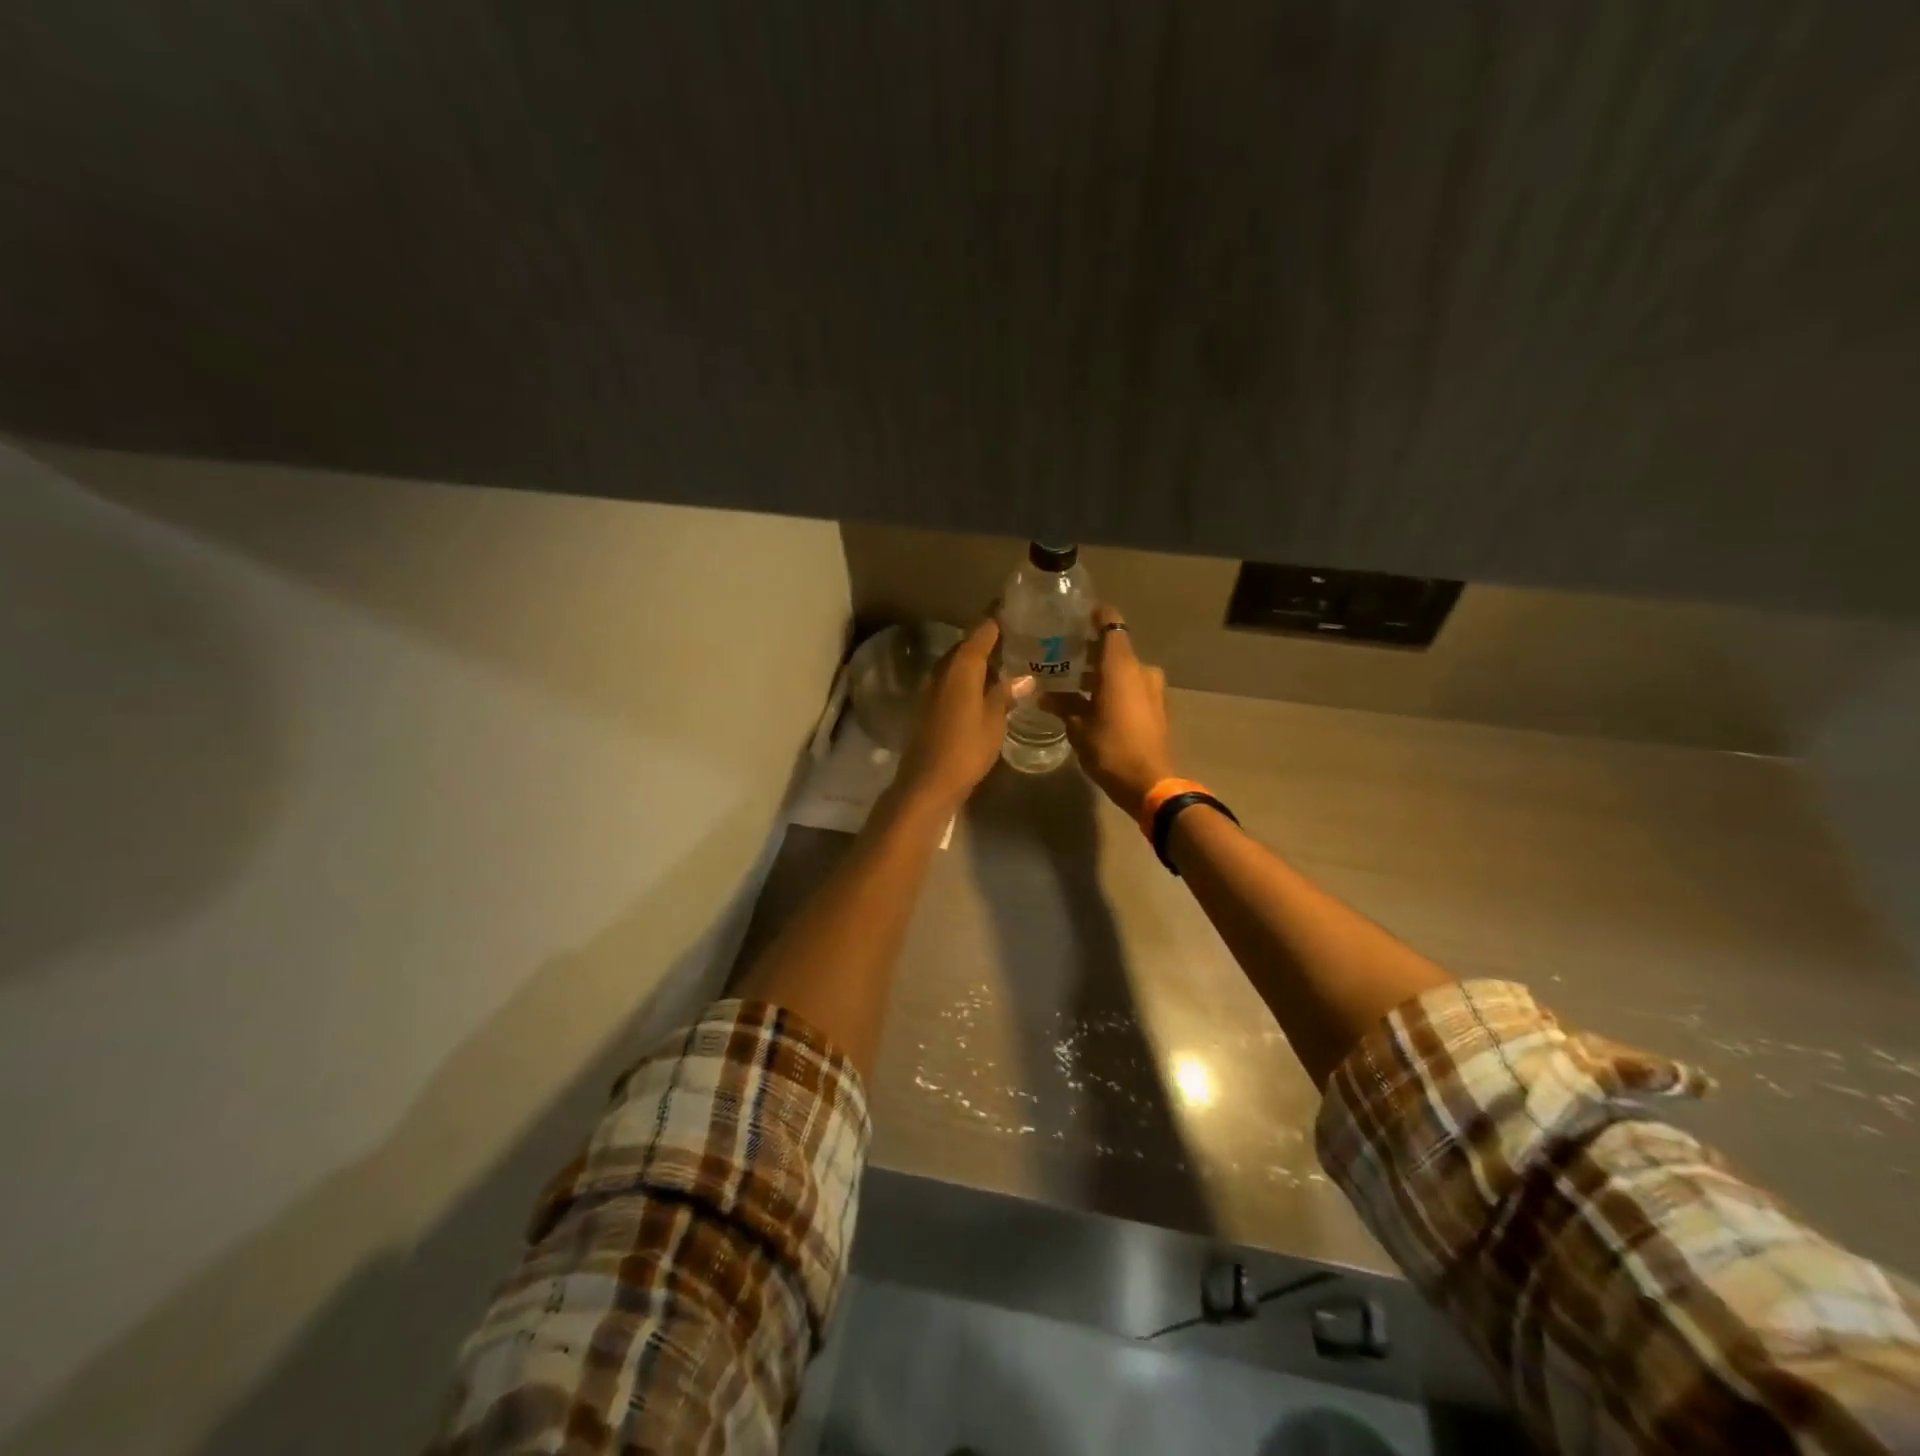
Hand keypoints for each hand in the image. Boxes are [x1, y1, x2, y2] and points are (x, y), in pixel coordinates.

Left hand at [894, 618, 1014, 811]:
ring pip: (959, 663)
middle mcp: (943, 669)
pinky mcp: (929, 704)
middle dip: (990, 639)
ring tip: (1008, 660)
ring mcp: (932, 687)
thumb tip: (1026, 678)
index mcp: (962, 667)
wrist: (928, 781)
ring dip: (979, 659)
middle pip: (968, 645)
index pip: (982, 631)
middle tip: (1019, 637)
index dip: (999, 619)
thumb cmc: (966, 749)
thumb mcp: (994, 722)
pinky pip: (952, 680)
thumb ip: (1006, 695)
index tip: (1018, 610)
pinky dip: (970, 677)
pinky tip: (987, 686)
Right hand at [1040, 605, 1173, 818]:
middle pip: (1115, 649)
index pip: (1111, 624)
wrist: (1149, 783)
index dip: (1096, 616)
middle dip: (1091, 651)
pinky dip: (1113, 689)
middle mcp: (1140, 670)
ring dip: (1101, 674)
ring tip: (1073, 683)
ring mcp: (1152, 689)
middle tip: (1064, 654)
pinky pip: (1131, 688)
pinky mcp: (1156, 707)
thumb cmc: (1111, 749)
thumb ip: (1062, 706)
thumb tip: (1043, 696)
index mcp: (1121, 666)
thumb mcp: (1078, 728)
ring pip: (1122, 671)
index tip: (1076, 615)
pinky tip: (1092, 702)